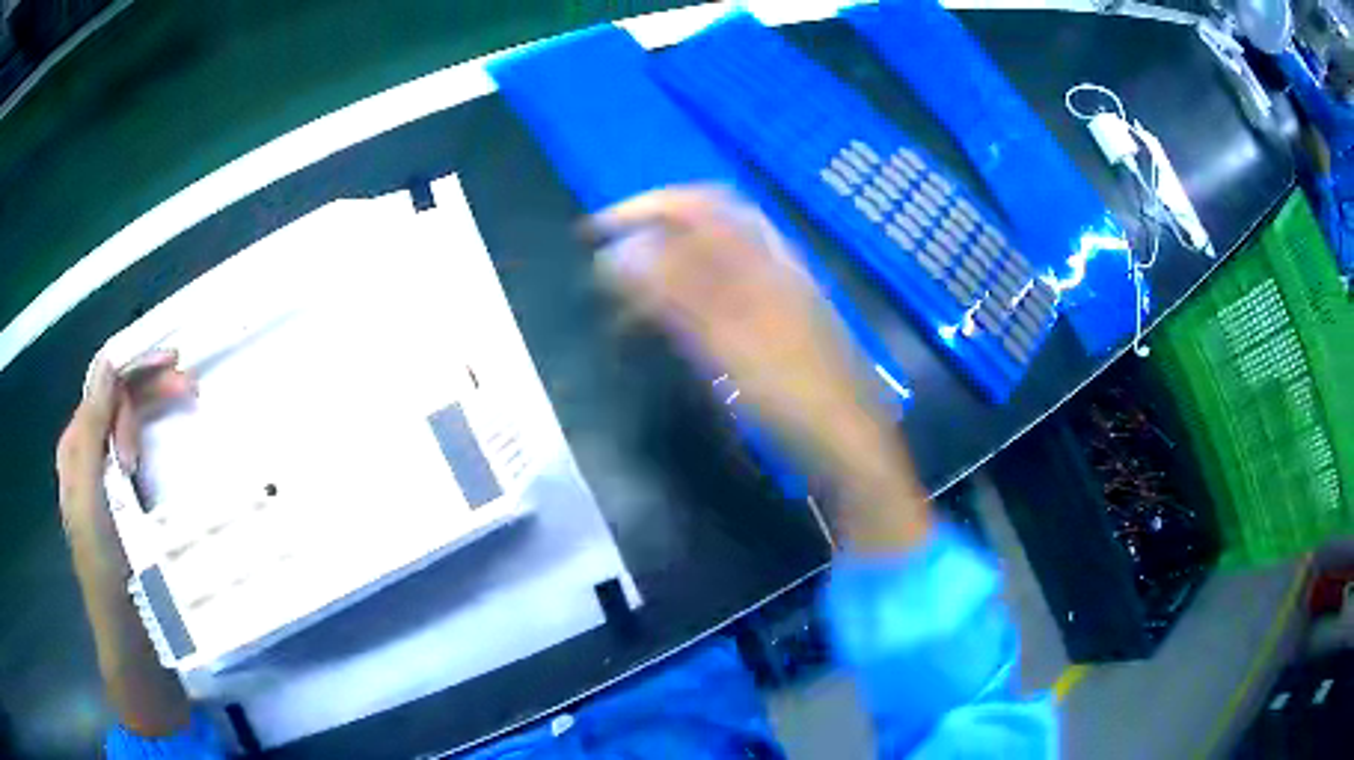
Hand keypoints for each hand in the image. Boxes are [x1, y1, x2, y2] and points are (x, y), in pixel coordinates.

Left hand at [56, 351, 196, 736]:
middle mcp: (86, 453)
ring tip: (187, 404)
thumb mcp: (93, 497)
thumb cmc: (107, 567)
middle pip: (115, 399)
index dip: (134, 368)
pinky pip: (133, 447)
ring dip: (152, 406)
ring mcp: (103, 476)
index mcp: (75, 447)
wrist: (129, 635)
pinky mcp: (121, 498)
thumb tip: (107, 361)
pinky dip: (150, 433)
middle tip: (191, 385)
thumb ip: (93, 428)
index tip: (175, 368)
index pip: (102, 385)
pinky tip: (161, 440)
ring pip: (126, 419)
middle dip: (149, 384)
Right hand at [590, 186, 930, 551]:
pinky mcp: (772, 328)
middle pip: (701, 232)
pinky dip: (685, 307)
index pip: (698, 204)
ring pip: (706, 268)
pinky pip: (719, 301)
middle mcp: (769, 265)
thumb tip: (620, 250)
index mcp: (764, 256)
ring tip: (625, 313)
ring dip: (663, 278)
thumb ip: (676, 290)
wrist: (848, 443)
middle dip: (650, 242)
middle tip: (608, 274)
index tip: (595, 232)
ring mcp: (773, 297)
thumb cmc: (793, 391)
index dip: (645, 208)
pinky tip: (667, 330)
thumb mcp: (730, 339)